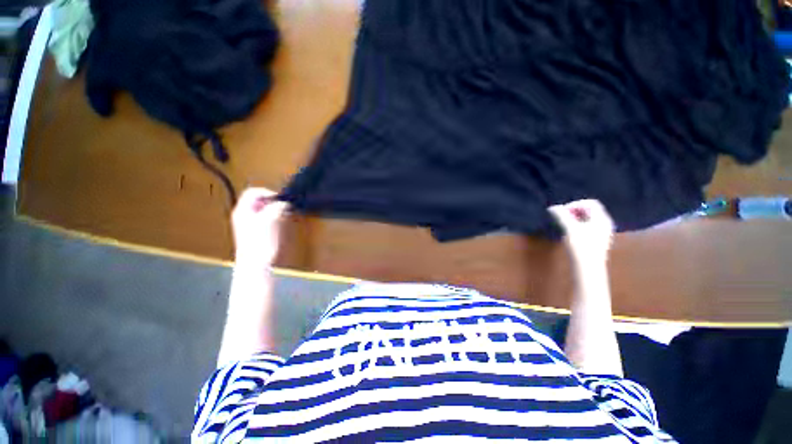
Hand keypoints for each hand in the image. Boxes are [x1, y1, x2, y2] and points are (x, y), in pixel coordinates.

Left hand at [231, 187, 288, 266]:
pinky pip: (264, 217)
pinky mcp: (255, 230)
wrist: (255, 263)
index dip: (267, 192)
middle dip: (271, 200)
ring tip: (283, 212)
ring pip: (262, 208)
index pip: (253, 192)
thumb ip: (276, 208)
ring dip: (273, 208)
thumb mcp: (269, 221)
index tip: (280, 198)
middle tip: (283, 205)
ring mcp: (248, 223)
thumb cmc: (259, 241)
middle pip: (257, 200)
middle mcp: (243, 214)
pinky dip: (273, 216)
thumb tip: (284, 202)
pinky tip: (279, 221)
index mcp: (242, 210)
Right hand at [548, 199, 613, 266]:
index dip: (575, 204)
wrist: (588, 267)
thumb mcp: (569, 229)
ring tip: (564, 224)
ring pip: (588, 219)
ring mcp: (603, 232)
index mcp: (601, 219)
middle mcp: (605, 223)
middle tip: (562, 217)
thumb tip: (552, 207)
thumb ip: (561, 216)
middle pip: (590, 210)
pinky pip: (589, 226)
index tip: (563, 212)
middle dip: (574, 211)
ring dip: (575, 218)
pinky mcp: (598, 240)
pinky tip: (570, 233)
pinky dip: (578, 225)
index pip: (591, 203)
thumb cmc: (581, 246)